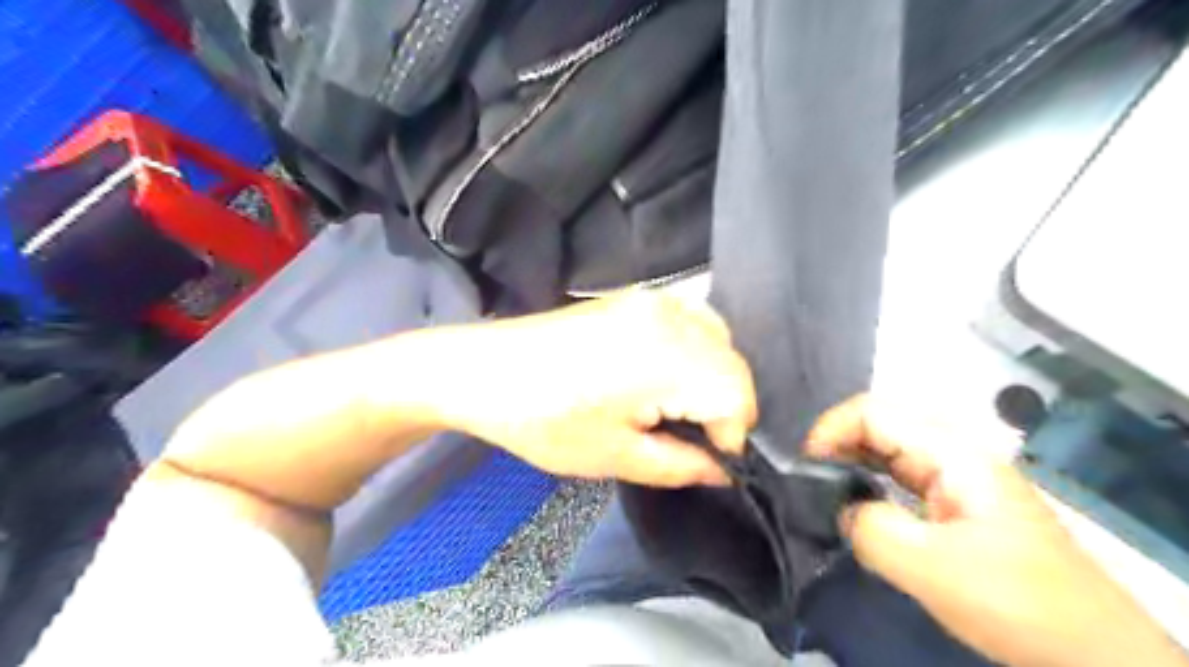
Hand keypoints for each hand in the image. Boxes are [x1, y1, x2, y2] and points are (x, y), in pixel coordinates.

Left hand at [437, 294, 751, 486]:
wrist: (483, 370)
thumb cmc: (543, 419)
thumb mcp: (616, 457)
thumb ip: (683, 466)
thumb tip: (724, 469)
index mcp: (667, 356)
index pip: (737, 395)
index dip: (732, 436)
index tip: (707, 459)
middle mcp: (670, 316)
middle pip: (733, 363)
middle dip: (726, 407)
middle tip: (693, 439)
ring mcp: (653, 299)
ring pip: (719, 339)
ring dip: (714, 377)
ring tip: (680, 408)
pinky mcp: (636, 297)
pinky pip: (692, 321)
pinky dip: (697, 351)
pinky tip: (669, 375)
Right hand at [804, 396, 1184, 665]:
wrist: (1092, 650)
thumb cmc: (1013, 600)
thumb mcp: (931, 567)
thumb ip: (870, 527)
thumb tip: (840, 508)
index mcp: (952, 452)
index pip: (873, 412)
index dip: (830, 430)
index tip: (805, 469)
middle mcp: (954, 452)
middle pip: (880, 424)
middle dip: (837, 445)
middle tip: (809, 482)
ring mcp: (958, 476)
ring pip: (889, 449)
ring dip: (852, 463)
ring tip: (824, 491)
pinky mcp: (957, 501)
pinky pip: (901, 476)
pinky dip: (870, 482)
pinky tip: (857, 504)